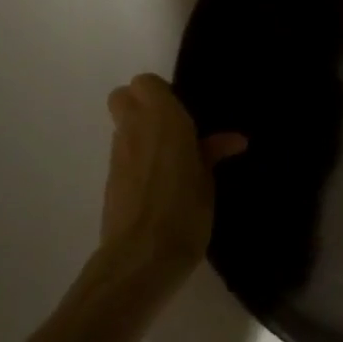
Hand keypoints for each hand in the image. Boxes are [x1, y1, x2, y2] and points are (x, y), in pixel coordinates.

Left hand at [101, 75, 246, 273]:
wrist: (141, 258)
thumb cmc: (185, 211)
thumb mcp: (208, 181)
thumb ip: (213, 153)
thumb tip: (233, 140)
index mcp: (163, 119)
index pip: (145, 83)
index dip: (162, 92)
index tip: (183, 111)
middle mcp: (134, 129)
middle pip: (122, 97)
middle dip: (140, 104)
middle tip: (170, 126)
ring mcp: (117, 155)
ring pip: (121, 126)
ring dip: (139, 133)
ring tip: (168, 158)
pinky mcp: (109, 180)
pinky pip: (122, 154)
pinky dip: (136, 158)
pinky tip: (157, 182)